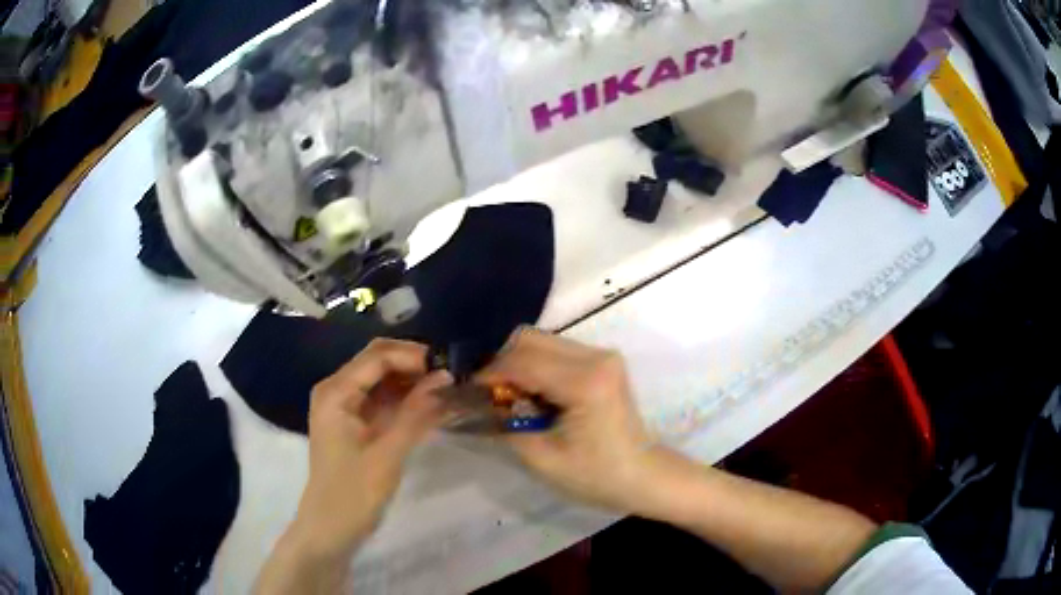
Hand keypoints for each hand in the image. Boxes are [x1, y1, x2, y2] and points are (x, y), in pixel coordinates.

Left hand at [288, 339, 451, 559]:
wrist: (331, 528)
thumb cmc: (354, 493)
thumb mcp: (388, 453)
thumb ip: (416, 413)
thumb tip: (445, 377)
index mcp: (336, 392)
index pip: (377, 357)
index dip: (413, 356)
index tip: (449, 368)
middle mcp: (337, 390)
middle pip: (378, 361)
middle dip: (414, 365)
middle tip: (451, 376)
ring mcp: (345, 406)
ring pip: (382, 379)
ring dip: (413, 381)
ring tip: (447, 389)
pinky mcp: (354, 422)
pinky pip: (382, 400)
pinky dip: (406, 400)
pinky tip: (431, 405)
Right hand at [478, 328, 668, 514]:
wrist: (643, 476)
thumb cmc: (596, 475)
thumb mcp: (542, 458)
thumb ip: (506, 424)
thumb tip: (477, 404)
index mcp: (584, 382)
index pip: (522, 361)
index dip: (489, 374)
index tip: (467, 391)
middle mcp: (596, 357)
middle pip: (531, 339)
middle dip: (502, 363)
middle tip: (488, 394)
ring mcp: (603, 355)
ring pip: (543, 342)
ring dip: (519, 363)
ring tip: (509, 396)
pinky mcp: (604, 361)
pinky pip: (557, 351)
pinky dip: (537, 366)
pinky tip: (533, 394)